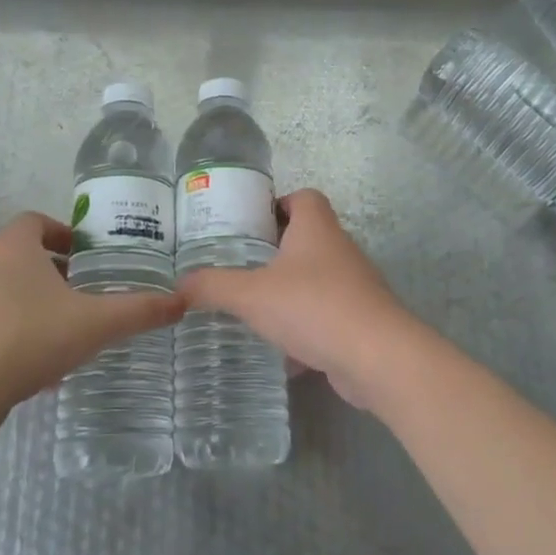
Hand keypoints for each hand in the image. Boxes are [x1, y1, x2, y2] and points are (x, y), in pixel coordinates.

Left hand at [0, 213, 184, 434]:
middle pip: (24, 257)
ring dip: (39, 304)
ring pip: (9, 292)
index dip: (63, 232)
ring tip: (70, 330)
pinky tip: (42, 366)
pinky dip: (19, 333)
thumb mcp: (94, 324)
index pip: (35, 220)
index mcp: (12, 248)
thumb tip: (182, 302)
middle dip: (57, 272)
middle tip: (88, 292)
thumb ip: (138, 311)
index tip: (88, 254)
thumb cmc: (27, 340)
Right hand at [178, 189, 416, 408]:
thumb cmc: (312, 307)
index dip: (277, 204)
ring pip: (316, 279)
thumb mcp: (251, 295)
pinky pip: (327, 315)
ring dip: (290, 291)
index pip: (303, 197)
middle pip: (308, 237)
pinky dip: (306, 329)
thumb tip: (179, 285)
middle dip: (276, 252)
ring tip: (255, 308)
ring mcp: (355, 285)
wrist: (377, 357)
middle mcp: (339, 249)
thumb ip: (213, 286)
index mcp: (316, 228)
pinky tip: (283, 353)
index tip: (249, 225)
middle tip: (241, 267)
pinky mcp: (361, 320)